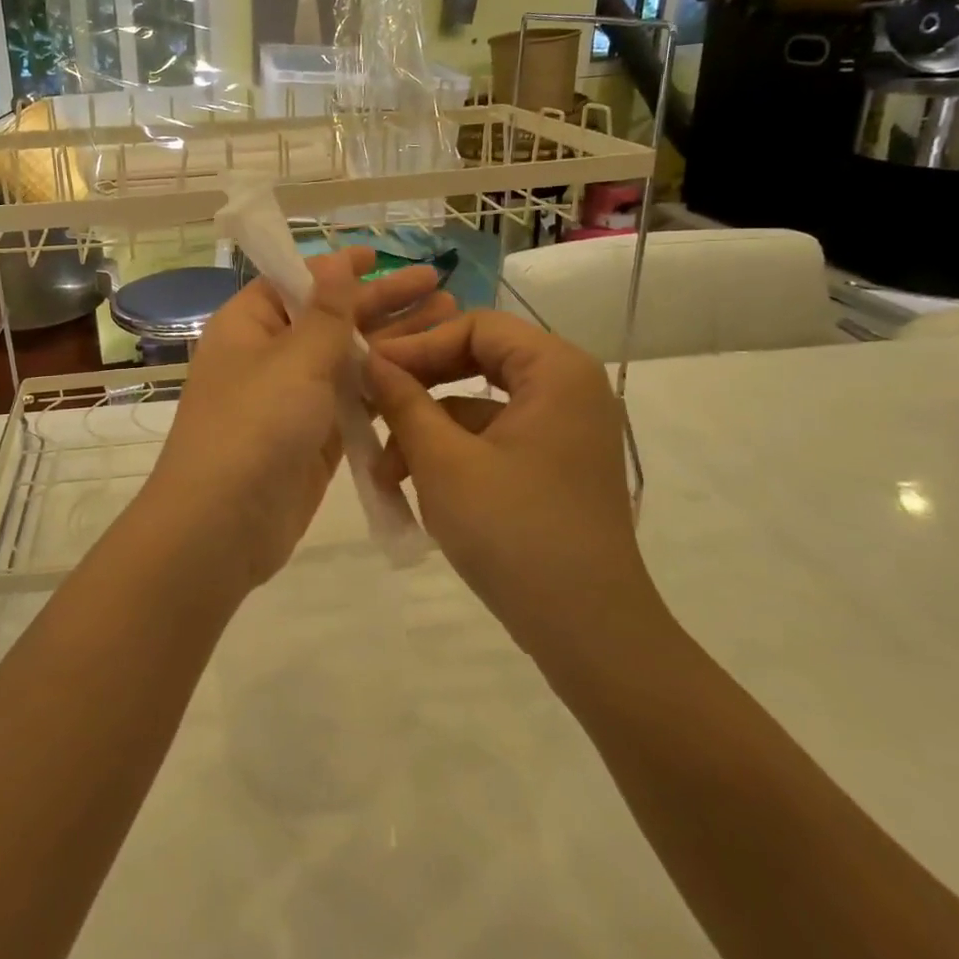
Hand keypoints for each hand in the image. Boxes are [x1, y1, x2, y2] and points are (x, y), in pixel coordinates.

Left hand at [137, 247, 453, 590]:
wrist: (222, 525)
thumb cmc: (254, 425)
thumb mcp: (293, 358)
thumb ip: (325, 312)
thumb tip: (332, 262)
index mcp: (249, 325)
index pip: (295, 282)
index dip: (338, 268)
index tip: (380, 255)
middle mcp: (269, 356)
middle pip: (331, 319)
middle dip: (383, 302)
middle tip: (438, 284)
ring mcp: (292, 400)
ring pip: (348, 361)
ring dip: (393, 342)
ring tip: (448, 319)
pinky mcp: (314, 439)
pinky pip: (353, 402)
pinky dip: (384, 387)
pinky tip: (427, 374)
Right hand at [365, 311, 661, 657]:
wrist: (588, 632)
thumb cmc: (514, 532)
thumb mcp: (443, 461)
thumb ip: (403, 401)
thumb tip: (369, 360)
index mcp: (557, 370)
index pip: (476, 325)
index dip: (418, 344)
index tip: (371, 370)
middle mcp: (568, 389)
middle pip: (478, 361)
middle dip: (419, 388)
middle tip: (371, 405)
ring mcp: (563, 431)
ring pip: (479, 406)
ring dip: (428, 430)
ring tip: (384, 472)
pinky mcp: (553, 467)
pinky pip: (493, 440)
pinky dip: (453, 455)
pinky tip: (414, 487)